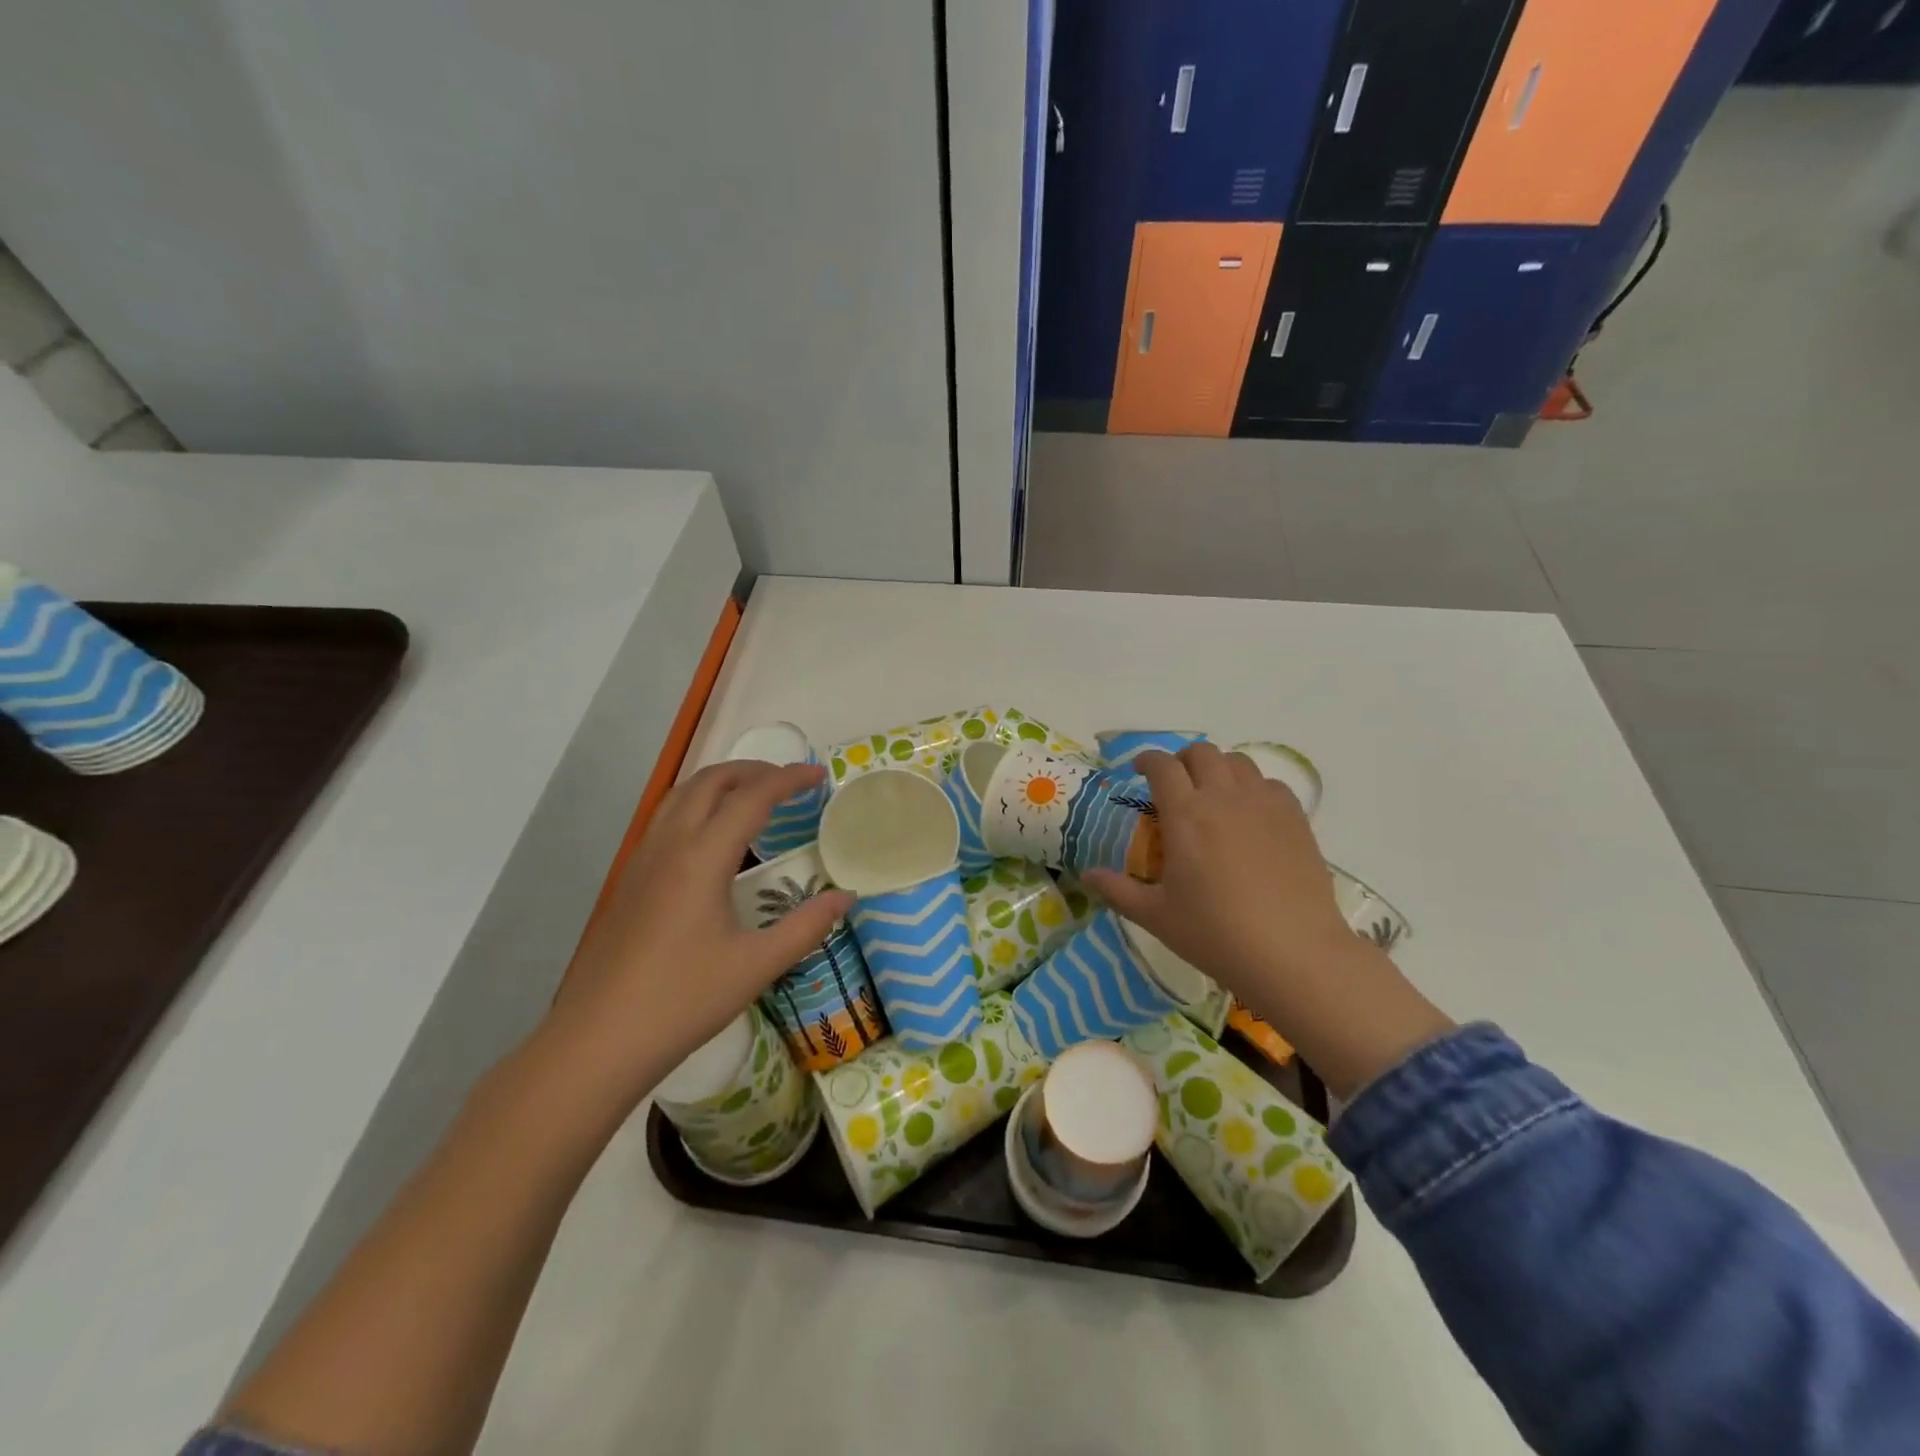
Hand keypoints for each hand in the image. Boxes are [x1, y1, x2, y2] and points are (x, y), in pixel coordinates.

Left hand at [547, 761, 853, 1108]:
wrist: (597, 1041)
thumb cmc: (682, 1001)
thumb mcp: (756, 965)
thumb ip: (806, 926)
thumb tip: (846, 897)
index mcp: (702, 858)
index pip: (751, 798)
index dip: (788, 779)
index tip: (819, 775)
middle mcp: (669, 845)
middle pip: (710, 781)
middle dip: (753, 770)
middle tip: (789, 781)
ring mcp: (642, 860)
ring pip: (682, 795)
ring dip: (721, 783)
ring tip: (754, 797)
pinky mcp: (629, 879)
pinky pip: (666, 818)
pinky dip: (698, 804)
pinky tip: (713, 838)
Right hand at [1084, 743, 1453, 1099]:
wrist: (1293, 953)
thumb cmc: (1216, 934)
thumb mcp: (1157, 916)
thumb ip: (1118, 890)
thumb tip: (1087, 875)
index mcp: (1185, 814)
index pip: (1161, 765)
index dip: (1146, 760)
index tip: (1138, 771)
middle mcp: (1223, 797)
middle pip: (1201, 752)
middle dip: (1182, 760)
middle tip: (1175, 785)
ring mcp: (1264, 804)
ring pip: (1238, 762)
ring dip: (1219, 769)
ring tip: (1213, 795)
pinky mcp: (1295, 819)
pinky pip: (1270, 784)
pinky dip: (1253, 788)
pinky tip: (1250, 815)